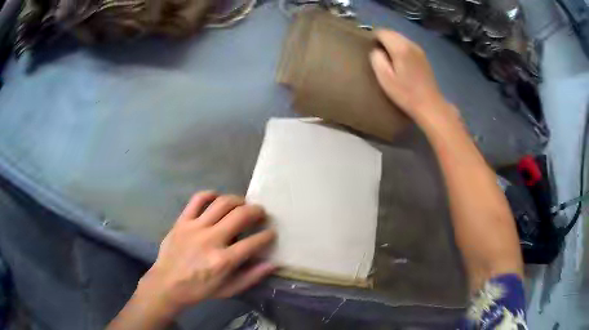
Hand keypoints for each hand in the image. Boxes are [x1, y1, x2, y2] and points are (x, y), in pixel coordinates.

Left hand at [137, 192, 275, 316]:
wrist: (167, 283)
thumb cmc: (199, 289)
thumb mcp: (228, 290)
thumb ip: (251, 277)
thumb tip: (273, 263)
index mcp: (224, 260)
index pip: (254, 242)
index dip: (267, 235)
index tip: (270, 233)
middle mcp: (211, 240)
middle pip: (240, 216)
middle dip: (256, 211)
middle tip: (260, 213)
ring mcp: (195, 227)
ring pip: (221, 203)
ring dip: (237, 200)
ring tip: (243, 204)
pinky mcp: (182, 221)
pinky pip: (197, 199)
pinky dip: (210, 194)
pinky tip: (217, 198)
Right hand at [370, 30, 452, 122]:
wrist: (430, 105)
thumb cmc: (405, 93)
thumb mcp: (385, 78)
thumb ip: (376, 59)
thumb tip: (376, 50)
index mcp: (400, 47)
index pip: (382, 31)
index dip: (374, 38)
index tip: (371, 50)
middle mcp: (410, 44)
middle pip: (392, 32)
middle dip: (383, 39)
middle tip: (378, 54)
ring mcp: (419, 50)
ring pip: (400, 38)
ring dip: (392, 43)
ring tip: (388, 58)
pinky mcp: (423, 56)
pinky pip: (407, 45)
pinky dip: (401, 48)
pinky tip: (400, 62)